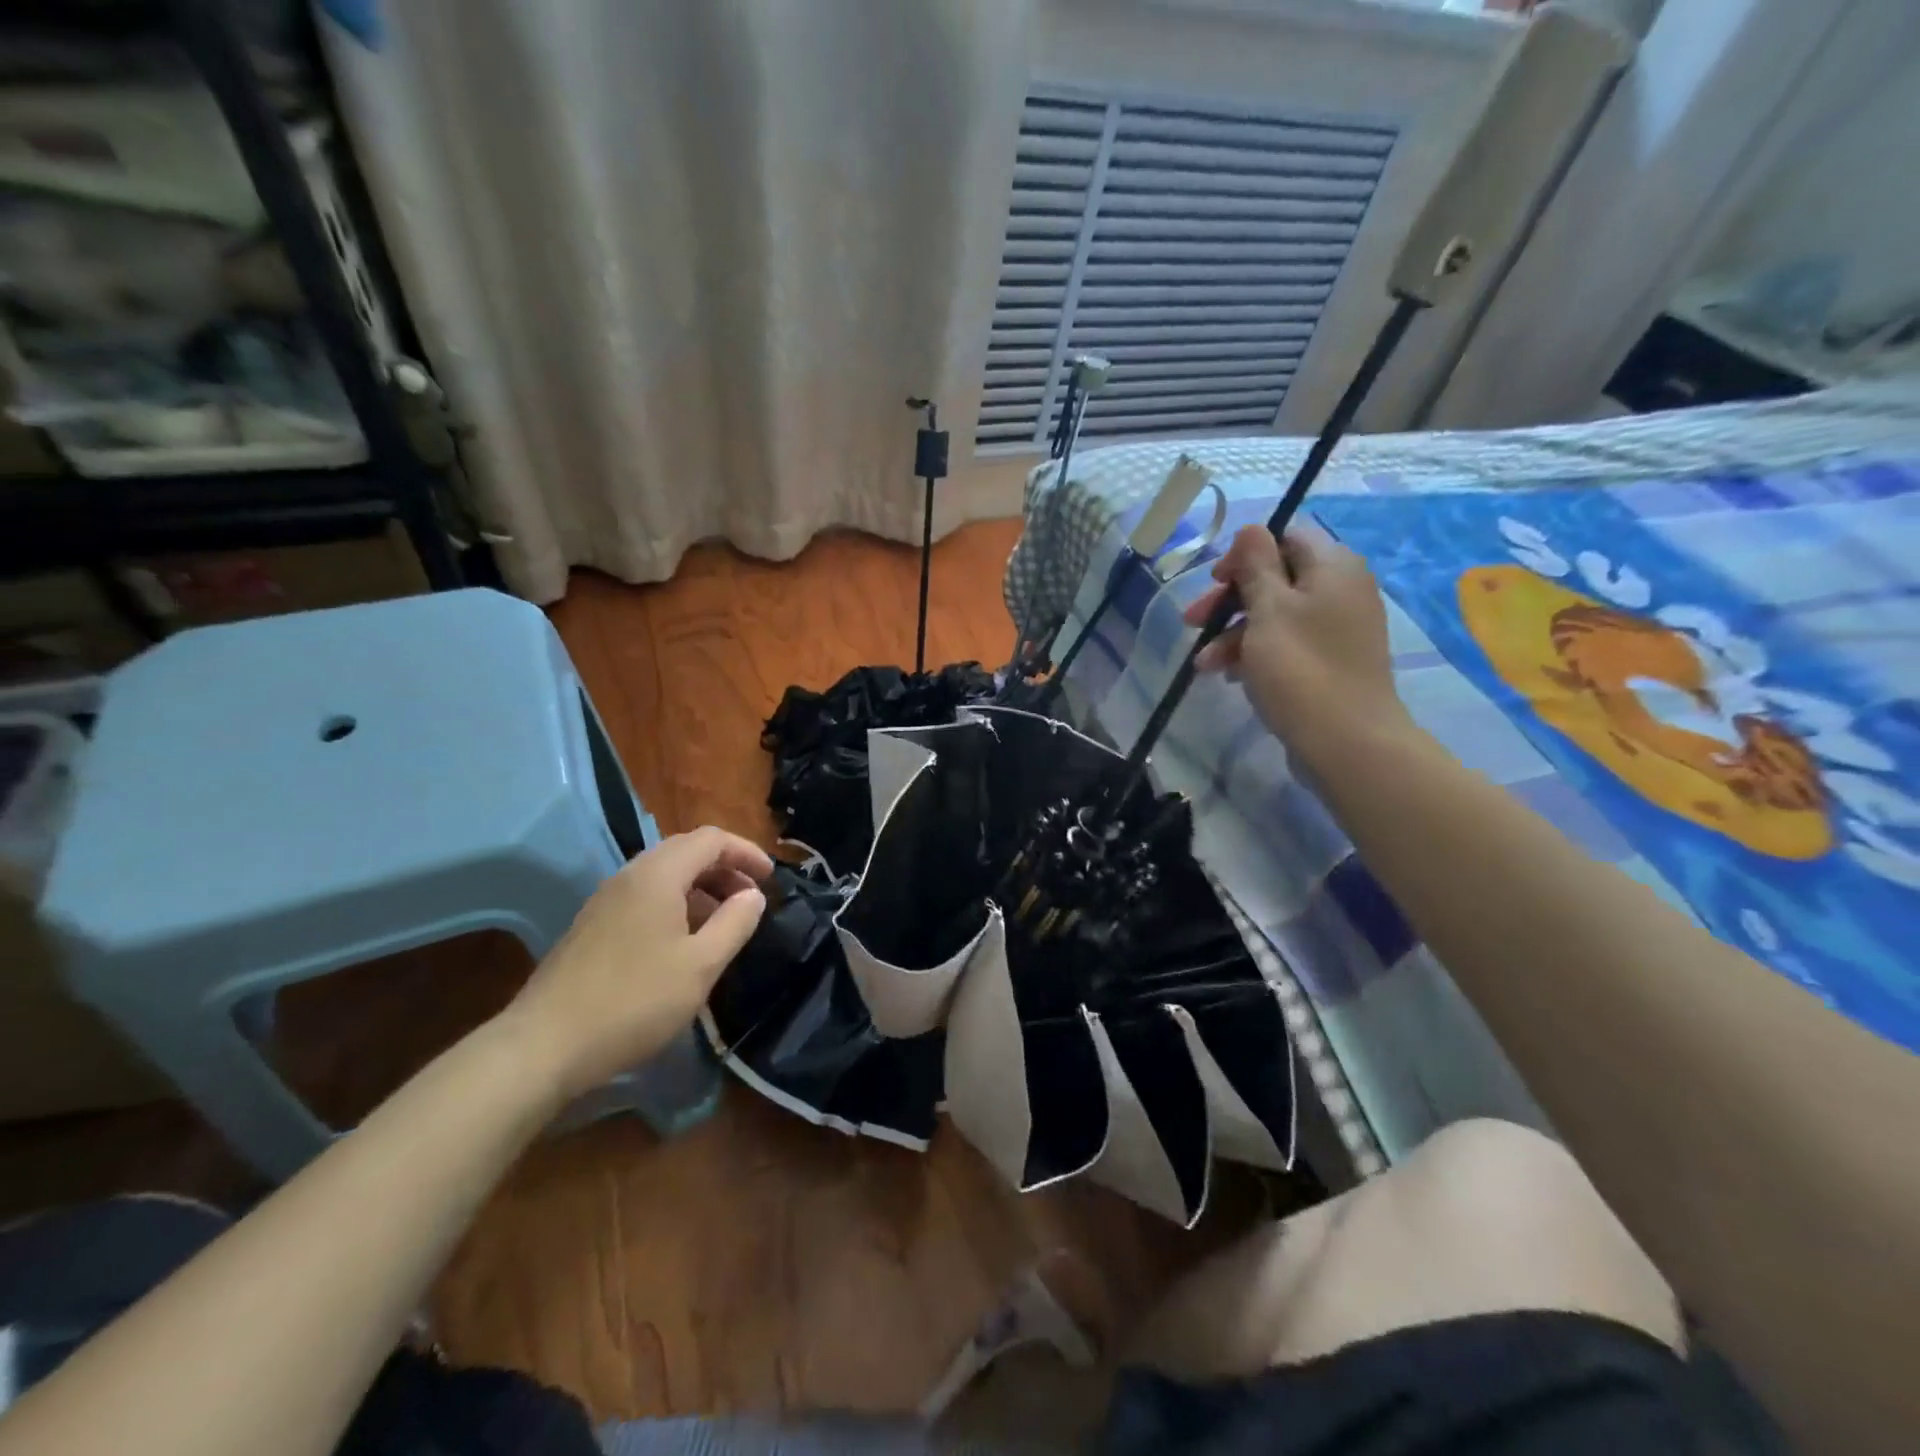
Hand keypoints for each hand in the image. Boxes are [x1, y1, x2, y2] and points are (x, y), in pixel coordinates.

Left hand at [505, 827, 772, 1101]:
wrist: (544, 1046)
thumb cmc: (634, 1001)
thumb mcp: (701, 965)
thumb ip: (735, 923)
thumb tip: (753, 895)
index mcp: (658, 875)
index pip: (710, 839)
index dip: (746, 852)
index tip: (771, 878)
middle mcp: (629, 876)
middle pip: (686, 851)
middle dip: (725, 868)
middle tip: (751, 898)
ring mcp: (605, 901)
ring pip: (663, 875)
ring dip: (700, 887)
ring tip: (723, 921)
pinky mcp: (592, 927)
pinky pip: (644, 897)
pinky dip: (675, 904)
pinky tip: (683, 942)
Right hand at [1183, 521, 1410, 763]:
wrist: (1346, 741)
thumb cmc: (1300, 668)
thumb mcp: (1268, 609)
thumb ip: (1256, 564)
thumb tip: (1251, 528)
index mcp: (1333, 567)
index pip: (1285, 538)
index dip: (1245, 555)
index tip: (1215, 581)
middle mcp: (1342, 590)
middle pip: (1276, 579)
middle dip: (1229, 601)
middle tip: (1193, 622)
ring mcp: (1338, 629)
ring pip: (1275, 616)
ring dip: (1233, 634)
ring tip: (1203, 664)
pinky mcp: (1330, 662)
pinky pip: (1287, 644)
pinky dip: (1255, 654)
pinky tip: (1228, 676)